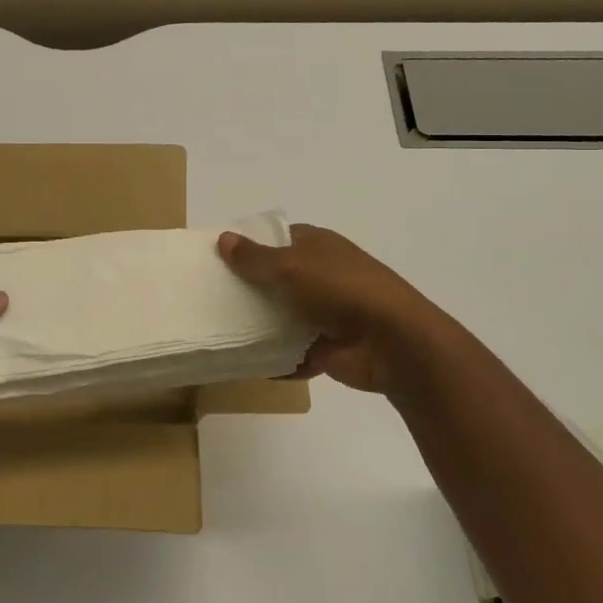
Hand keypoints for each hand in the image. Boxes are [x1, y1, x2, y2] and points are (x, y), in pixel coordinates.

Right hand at [217, 223, 438, 393]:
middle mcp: (322, 276)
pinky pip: (294, 353)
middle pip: (277, 279)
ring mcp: (327, 313)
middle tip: (210, 297)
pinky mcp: (328, 348)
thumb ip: (254, 257)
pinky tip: (246, 364)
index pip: (278, 238)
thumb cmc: (340, 289)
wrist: (392, 342)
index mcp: (318, 246)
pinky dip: (276, 360)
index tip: (218, 258)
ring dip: (260, 327)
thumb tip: (223, 238)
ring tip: (220, 331)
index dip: (250, 245)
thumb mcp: (290, 266)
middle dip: (249, 288)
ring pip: (283, 317)